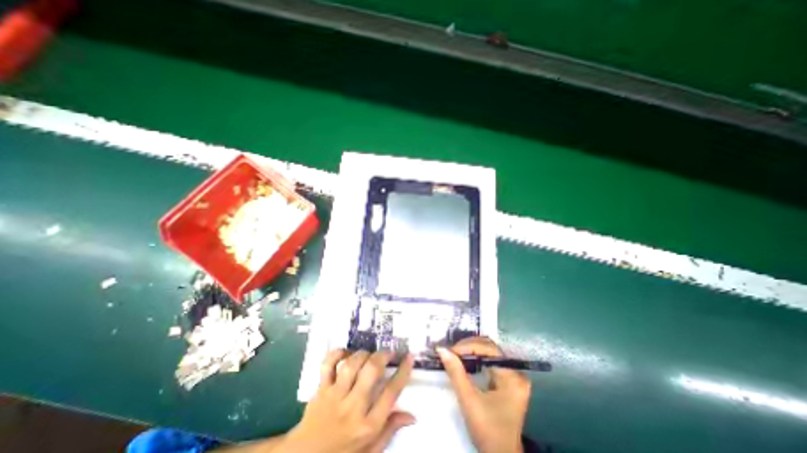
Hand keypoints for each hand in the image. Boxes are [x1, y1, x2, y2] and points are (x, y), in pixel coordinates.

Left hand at [279, 350, 411, 452]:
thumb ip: (390, 430)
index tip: (409, 357)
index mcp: (367, 425)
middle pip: (371, 372)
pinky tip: (347, 352)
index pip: (391, 393)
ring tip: (370, 354)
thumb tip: (412, 415)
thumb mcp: (370, 451)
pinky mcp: (321, 388)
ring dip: (364, 354)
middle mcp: (352, 407)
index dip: (402, 372)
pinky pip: (328, 364)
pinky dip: (338, 353)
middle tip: (389, 352)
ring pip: (352, 365)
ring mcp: (334, 396)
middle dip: (383, 356)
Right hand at [438, 336, 533, 452]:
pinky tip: (464, 360)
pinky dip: (475, 358)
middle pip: (490, 348)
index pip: (489, 349)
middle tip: (451, 351)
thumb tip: (441, 349)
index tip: (450, 350)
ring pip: (489, 352)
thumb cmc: (487, 430)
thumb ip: (456, 372)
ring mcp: (513, 376)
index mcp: (512, 377)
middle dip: (469, 347)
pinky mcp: (507, 380)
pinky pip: (490, 361)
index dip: (468, 346)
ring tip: (455, 354)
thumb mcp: (469, 400)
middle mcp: (516, 372)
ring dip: (471, 351)